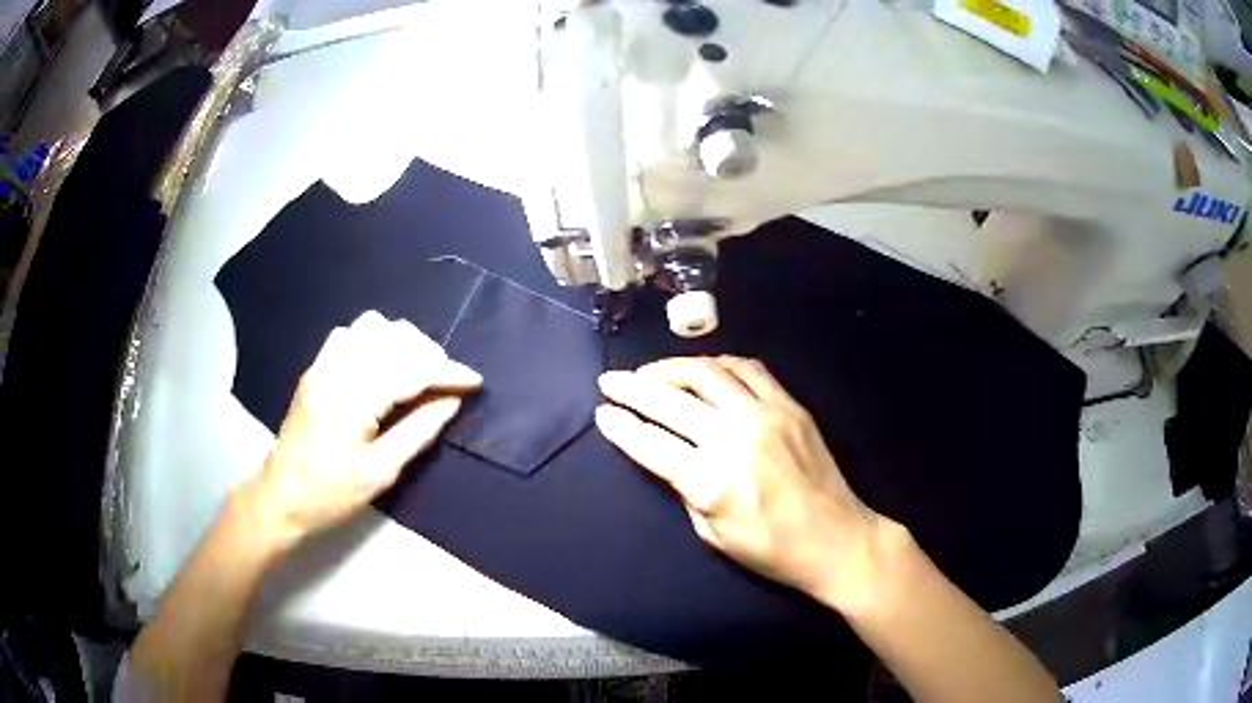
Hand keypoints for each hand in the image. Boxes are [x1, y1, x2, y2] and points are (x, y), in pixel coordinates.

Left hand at [249, 311, 481, 545]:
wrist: (282, 495)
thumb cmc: (331, 493)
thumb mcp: (381, 472)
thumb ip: (418, 431)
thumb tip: (451, 401)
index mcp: (353, 399)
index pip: (410, 370)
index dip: (447, 372)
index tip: (474, 381)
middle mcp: (336, 370)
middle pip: (393, 338)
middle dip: (428, 353)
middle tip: (445, 383)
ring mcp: (323, 365)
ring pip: (371, 327)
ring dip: (401, 342)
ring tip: (416, 370)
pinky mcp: (316, 368)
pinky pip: (350, 334)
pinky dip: (375, 341)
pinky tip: (382, 366)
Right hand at [595, 356, 894, 610]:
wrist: (836, 539)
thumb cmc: (771, 550)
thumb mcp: (713, 535)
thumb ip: (686, 490)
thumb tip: (667, 456)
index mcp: (712, 482)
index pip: (651, 443)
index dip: (621, 425)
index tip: (602, 412)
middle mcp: (735, 439)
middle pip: (671, 401)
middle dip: (632, 388)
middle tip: (610, 381)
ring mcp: (766, 416)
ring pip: (708, 374)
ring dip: (672, 368)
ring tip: (652, 373)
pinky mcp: (790, 406)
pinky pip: (749, 370)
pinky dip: (719, 364)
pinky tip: (704, 370)